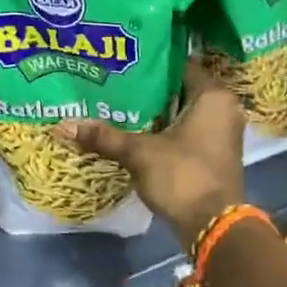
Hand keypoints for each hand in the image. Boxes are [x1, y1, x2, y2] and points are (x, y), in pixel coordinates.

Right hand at [60, 59, 246, 245]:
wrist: (212, 226)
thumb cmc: (182, 175)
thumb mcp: (139, 153)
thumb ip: (105, 136)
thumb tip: (63, 125)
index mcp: (213, 96)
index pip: (181, 65)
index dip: (151, 63)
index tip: (124, 61)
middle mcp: (224, 109)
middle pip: (181, 91)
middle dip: (150, 90)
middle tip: (116, 83)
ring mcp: (222, 135)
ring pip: (183, 114)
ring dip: (157, 114)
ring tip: (120, 106)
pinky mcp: (214, 156)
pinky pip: (187, 134)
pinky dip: (165, 133)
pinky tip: (137, 134)